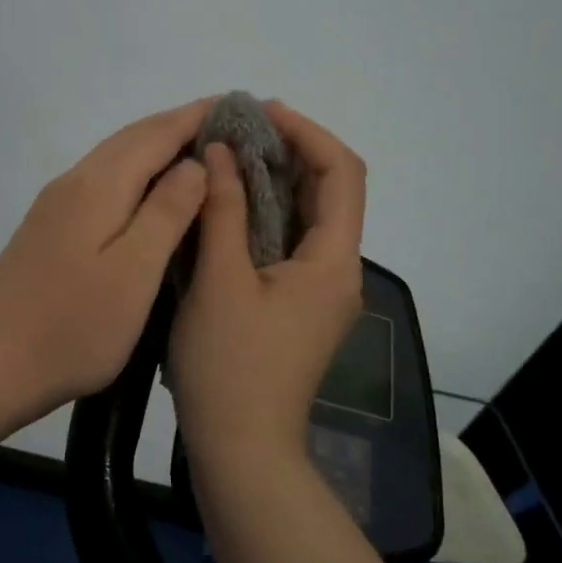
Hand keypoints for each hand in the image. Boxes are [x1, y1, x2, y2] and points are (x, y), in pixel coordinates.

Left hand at [0, 98, 211, 416]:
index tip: (239, 104)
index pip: (156, 134)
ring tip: (198, 149)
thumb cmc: (74, 326)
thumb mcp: (134, 273)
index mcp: (98, 187)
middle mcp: (73, 182)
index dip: (198, 116)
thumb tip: (194, 163)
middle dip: (179, 123)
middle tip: (227, 124)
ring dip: (156, 144)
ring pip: (114, 156)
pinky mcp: (48, 227)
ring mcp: (55, 204)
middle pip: (132, 137)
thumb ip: (167, 213)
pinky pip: (102, 179)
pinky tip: (150, 191)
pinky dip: (135, 170)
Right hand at [170, 101, 366, 471]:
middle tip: (238, 130)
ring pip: (308, 218)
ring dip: (275, 182)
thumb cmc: (230, 366)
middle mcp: (339, 271)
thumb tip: (224, 154)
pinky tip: (228, 206)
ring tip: (229, 156)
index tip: (262, 112)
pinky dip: (265, 215)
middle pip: (330, 192)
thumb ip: (224, 211)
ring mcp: (321, 292)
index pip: (342, 173)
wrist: (242, 449)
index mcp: (333, 262)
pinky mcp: (299, 307)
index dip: (307, 132)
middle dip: (290, 152)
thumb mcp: (219, 281)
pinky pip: (290, 244)